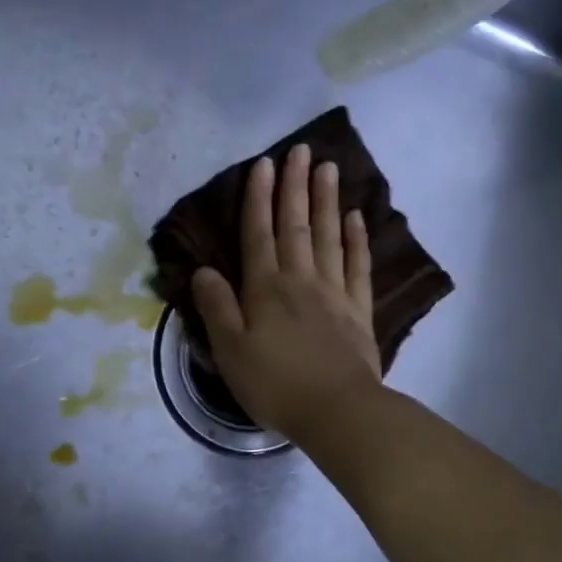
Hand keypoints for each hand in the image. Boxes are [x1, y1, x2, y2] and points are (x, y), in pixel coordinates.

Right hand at [192, 143, 382, 442]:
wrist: (337, 411)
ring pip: (328, 237)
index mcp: (265, 289)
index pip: (259, 234)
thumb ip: (217, 308)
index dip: (259, 198)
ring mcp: (334, 293)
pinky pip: (358, 266)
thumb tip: (203, 271)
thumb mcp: (230, 351)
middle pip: (296, 225)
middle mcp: (300, 280)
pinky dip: (357, 240)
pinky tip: (356, 218)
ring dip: (326, 201)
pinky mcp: (359, 311)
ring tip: (328, 168)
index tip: (263, 164)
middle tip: (301, 150)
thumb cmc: (275, 385)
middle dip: (295, 186)